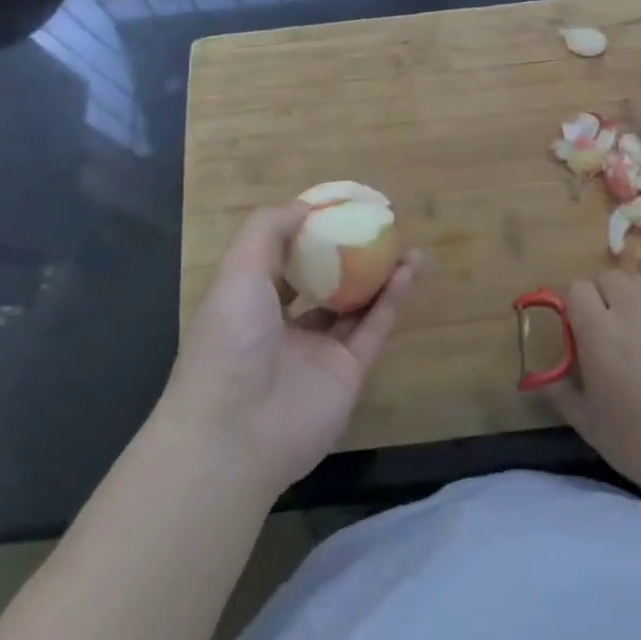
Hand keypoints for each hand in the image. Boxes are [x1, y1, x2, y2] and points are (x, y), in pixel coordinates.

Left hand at [162, 205, 420, 492]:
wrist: (236, 433)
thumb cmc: (230, 340)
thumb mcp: (238, 270)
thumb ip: (269, 230)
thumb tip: (306, 206)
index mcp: (251, 303)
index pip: (283, 261)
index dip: (308, 233)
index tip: (337, 207)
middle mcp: (284, 327)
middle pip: (324, 281)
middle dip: (349, 253)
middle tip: (377, 225)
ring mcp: (318, 352)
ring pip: (356, 303)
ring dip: (379, 272)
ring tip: (404, 241)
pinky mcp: (348, 373)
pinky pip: (374, 328)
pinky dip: (392, 298)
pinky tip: (410, 267)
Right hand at [542, 267, 640, 504]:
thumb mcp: (592, 427)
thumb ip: (562, 394)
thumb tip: (544, 377)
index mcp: (598, 331)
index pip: (576, 289)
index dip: (576, 308)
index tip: (582, 333)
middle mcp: (631, 306)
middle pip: (609, 278)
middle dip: (605, 298)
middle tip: (614, 333)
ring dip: (636, 297)